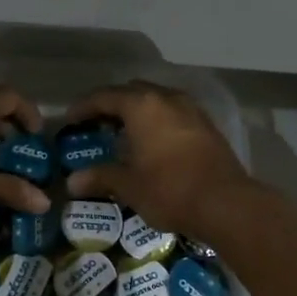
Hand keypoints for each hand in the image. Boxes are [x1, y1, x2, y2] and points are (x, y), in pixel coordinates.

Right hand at [63, 82, 256, 239]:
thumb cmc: (170, 189)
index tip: (70, 120)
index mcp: (142, 105)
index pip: (104, 96)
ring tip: (123, 134)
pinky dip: (157, 121)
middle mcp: (166, 98)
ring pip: (155, 100)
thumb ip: (100, 177)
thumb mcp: (129, 185)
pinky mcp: (206, 125)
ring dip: (137, 112)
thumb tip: (72, 181)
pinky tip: (153, 143)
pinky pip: (173, 113)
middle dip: (111, 105)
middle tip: (96, 125)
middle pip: (131, 92)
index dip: (83, 107)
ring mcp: (190, 109)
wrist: (226, 203)